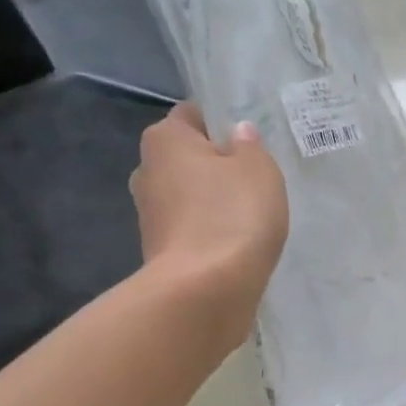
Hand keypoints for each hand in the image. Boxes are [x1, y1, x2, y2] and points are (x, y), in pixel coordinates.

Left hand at [131, 103, 288, 343]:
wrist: (205, 290)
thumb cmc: (233, 214)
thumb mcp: (259, 169)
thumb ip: (250, 146)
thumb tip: (237, 135)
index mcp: (165, 139)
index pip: (192, 115)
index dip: (221, 122)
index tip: (250, 141)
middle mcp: (146, 170)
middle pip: (187, 156)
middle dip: (216, 163)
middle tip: (256, 177)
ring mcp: (149, 213)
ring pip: (189, 193)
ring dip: (214, 200)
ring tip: (252, 213)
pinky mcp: (160, 249)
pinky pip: (191, 226)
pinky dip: (211, 229)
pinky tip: (238, 240)